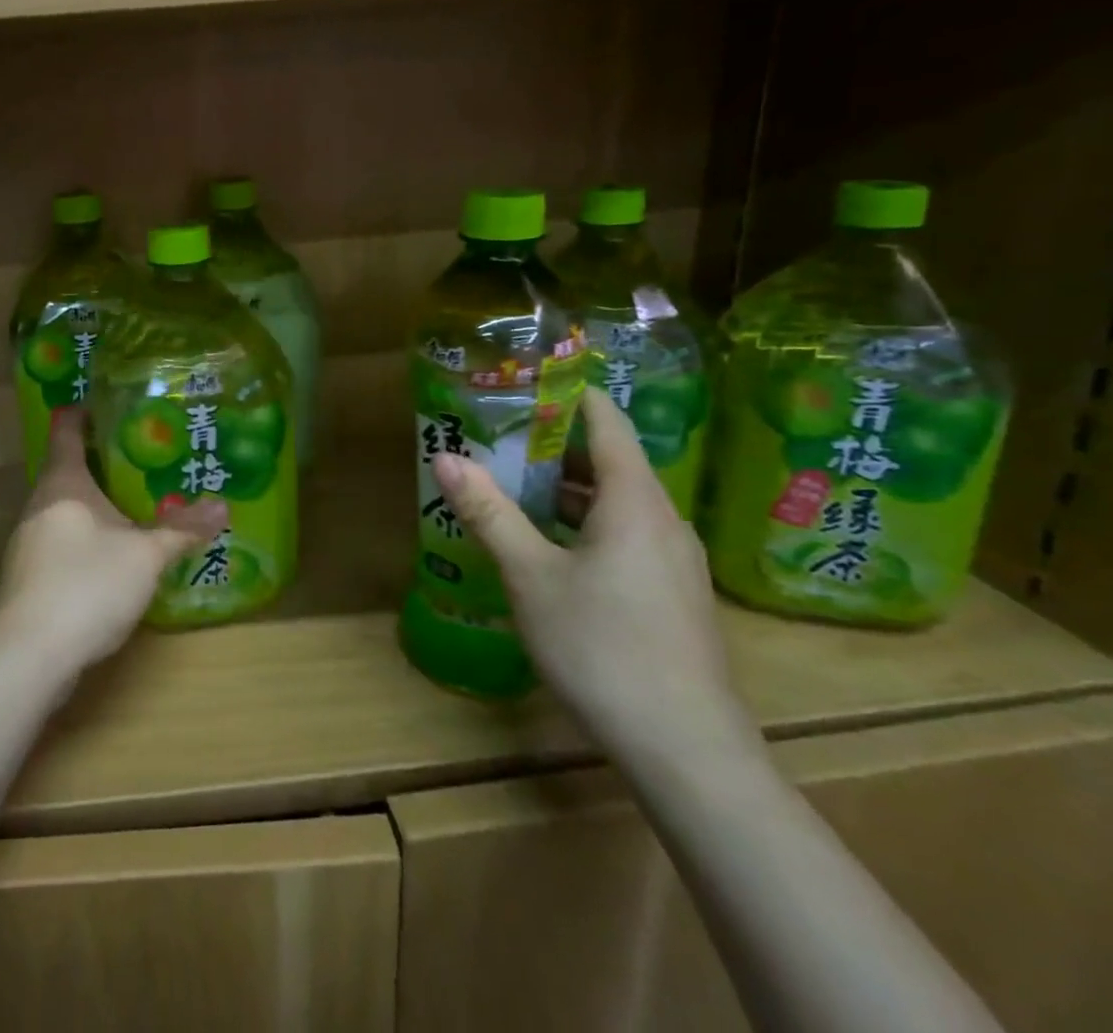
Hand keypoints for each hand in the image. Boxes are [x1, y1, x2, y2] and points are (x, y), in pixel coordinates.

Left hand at [0, 409, 226, 680]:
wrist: (29, 655)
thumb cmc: (88, 585)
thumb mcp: (146, 555)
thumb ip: (183, 529)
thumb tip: (224, 505)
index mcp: (63, 484)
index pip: (66, 429)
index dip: (83, 412)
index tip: (107, 403)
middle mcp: (39, 504)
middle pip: (65, 469)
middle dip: (100, 462)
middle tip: (142, 458)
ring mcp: (28, 542)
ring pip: (63, 509)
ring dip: (93, 504)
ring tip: (132, 504)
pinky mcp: (27, 577)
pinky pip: (60, 540)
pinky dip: (84, 536)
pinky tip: (109, 555)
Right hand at [431, 388, 759, 769]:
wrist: (687, 751)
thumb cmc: (603, 649)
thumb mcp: (530, 577)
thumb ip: (489, 513)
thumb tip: (445, 457)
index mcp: (634, 501)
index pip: (605, 420)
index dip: (567, 393)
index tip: (521, 380)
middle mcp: (662, 519)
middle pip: (609, 458)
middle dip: (553, 441)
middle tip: (497, 432)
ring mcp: (672, 559)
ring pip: (616, 500)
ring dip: (566, 485)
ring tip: (511, 481)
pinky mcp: (671, 592)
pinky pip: (625, 532)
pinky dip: (584, 520)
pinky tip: (546, 543)